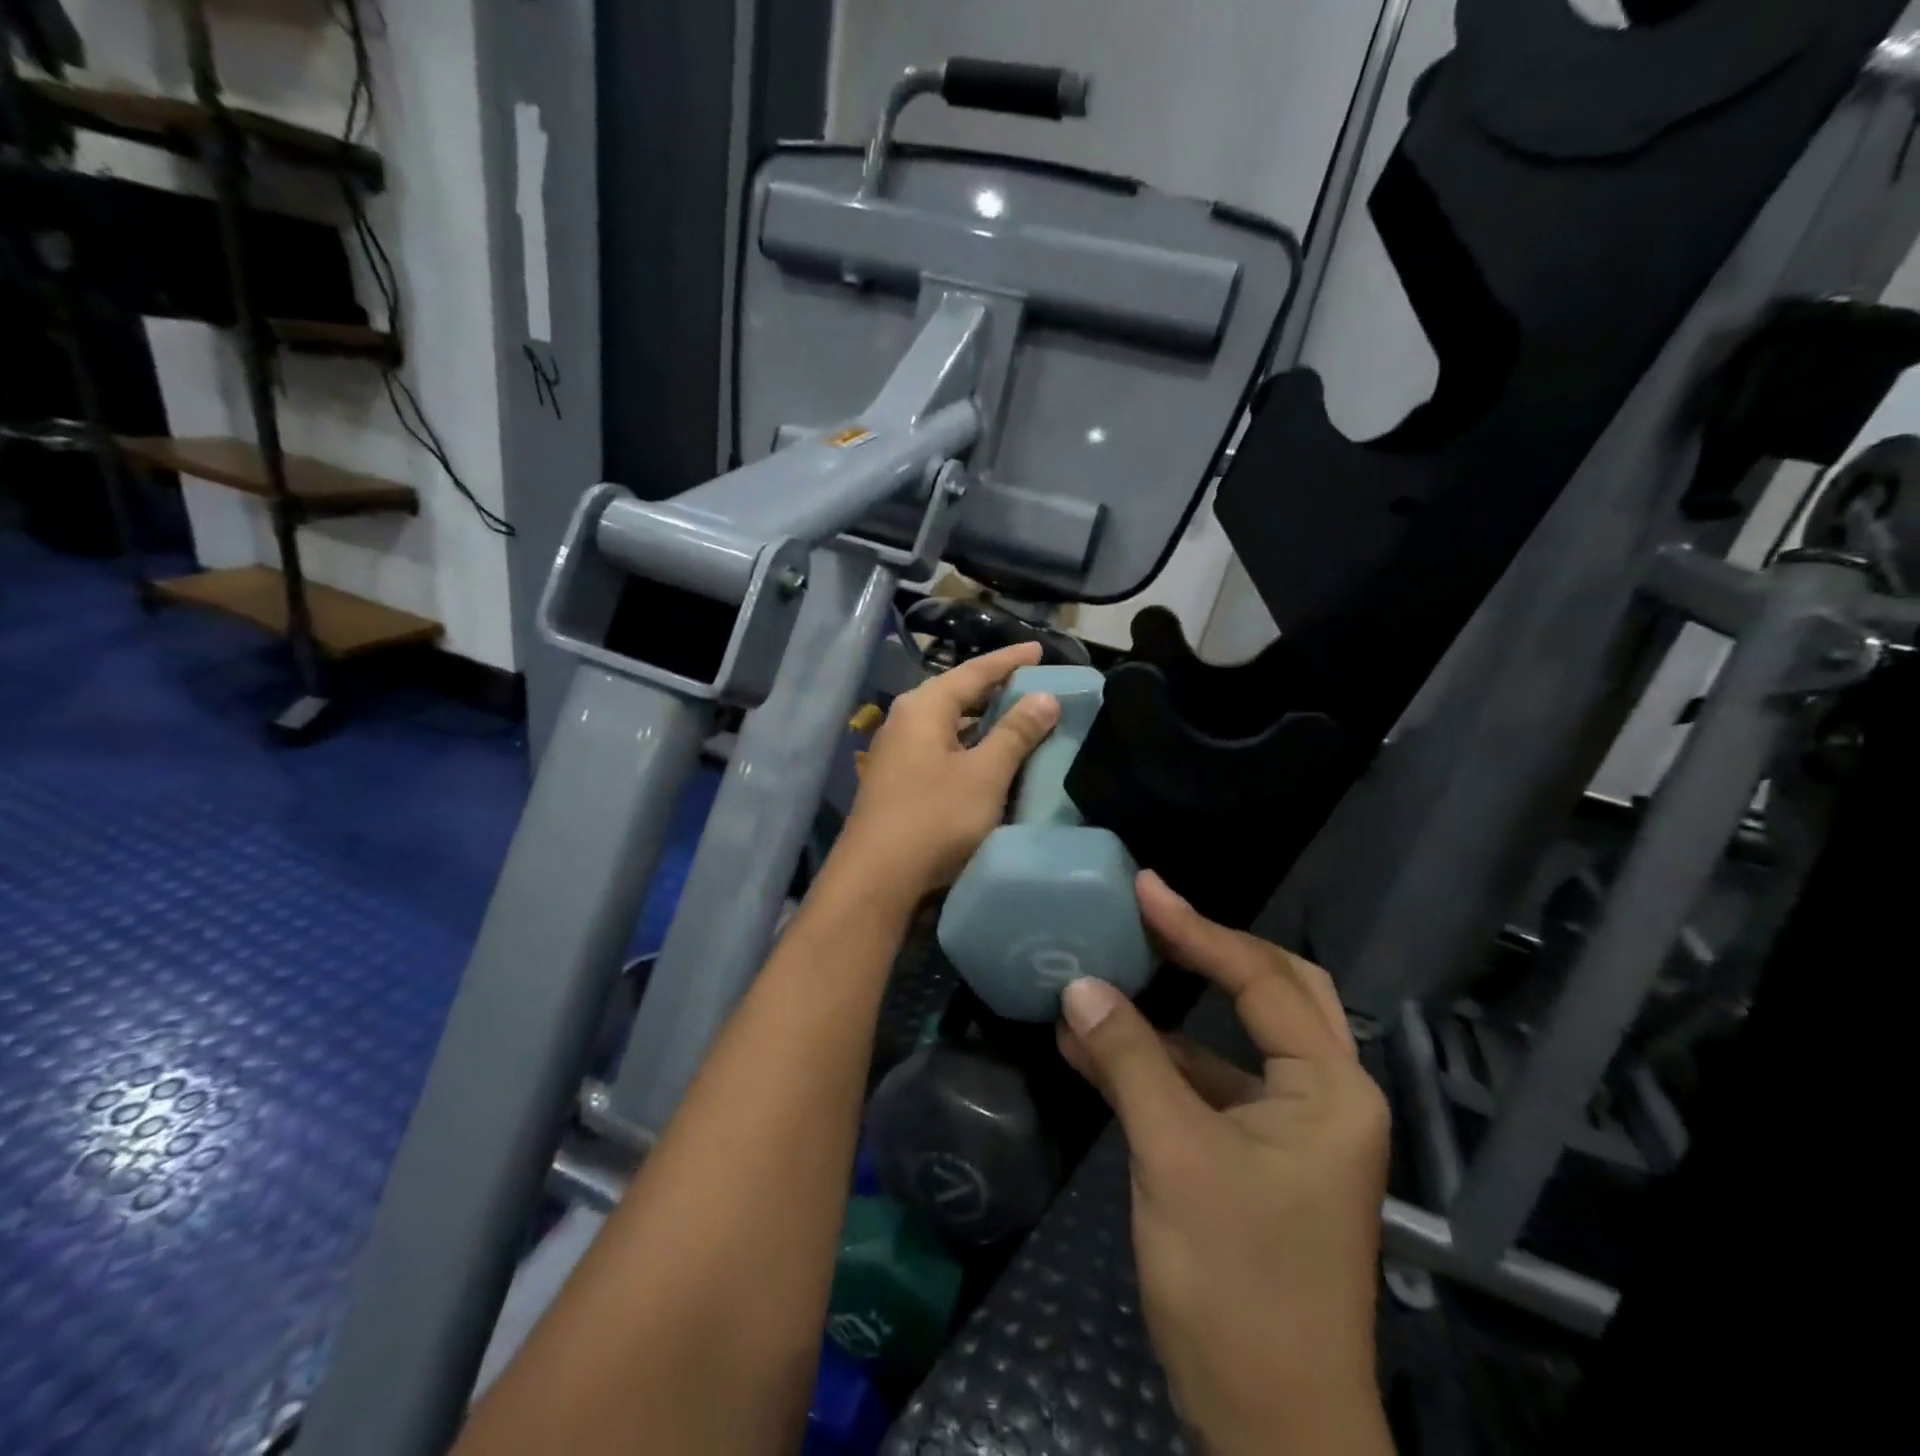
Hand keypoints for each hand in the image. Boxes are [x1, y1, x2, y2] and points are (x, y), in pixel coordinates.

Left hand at [832, 642, 1060, 903]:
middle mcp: (905, 721)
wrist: (876, 879)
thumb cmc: (934, 818)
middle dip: (996, 689)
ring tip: (1018, 717)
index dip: (1009, 660)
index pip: (974, 671)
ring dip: (983, 721)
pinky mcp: (898, 782)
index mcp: (923, 707)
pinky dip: (969, 746)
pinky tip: (989, 759)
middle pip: (957, 694)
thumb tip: (1045, 696)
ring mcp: (897, 753)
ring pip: (949, 725)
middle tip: (1034, 684)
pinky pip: (942, 750)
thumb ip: (1016, 733)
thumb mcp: (984, 774)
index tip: (1040, 650)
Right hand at [1057, 872, 1393, 1455]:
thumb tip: (1079, 986)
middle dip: (1210, 949)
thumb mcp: (1174, 1157)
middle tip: (1152, 914)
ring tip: (1111, 967)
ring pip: (1234, 1040)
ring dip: (1172, 1011)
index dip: (1196, 929)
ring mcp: (1291, 1129)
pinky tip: (1094, 1046)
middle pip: (1272, 991)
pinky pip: (1208, 1085)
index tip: (1143, 889)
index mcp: (1329, 1088)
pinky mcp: (1256, 1157)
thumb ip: (1128, 1061)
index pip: (1261, 979)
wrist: (1269, 1426)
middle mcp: (1323, 1096)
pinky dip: (1158, 1062)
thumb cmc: (1237, 1283)